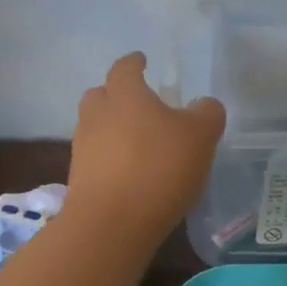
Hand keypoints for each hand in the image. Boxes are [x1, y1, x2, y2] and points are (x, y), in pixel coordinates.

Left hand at [67, 52, 224, 241]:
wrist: (111, 224)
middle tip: (140, 104)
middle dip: (117, 95)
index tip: (142, 61)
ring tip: (139, 143)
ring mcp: (83, 148)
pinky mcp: (79, 179)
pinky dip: (111, 159)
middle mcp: (97, 114)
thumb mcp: (200, 136)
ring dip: (113, 129)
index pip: (125, 67)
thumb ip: (207, 113)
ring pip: (96, 126)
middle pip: (101, 94)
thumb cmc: (158, 167)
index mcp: (124, 94)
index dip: (135, 62)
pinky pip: (96, 158)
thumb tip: (204, 105)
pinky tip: (131, 174)